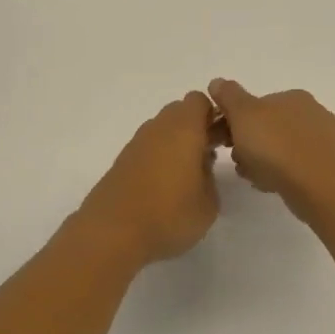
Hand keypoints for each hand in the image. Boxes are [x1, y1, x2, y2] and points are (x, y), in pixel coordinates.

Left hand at [76, 92, 222, 265]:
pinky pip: (147, 149)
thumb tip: (201, 166)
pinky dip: (158, 158)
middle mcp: (157, 128)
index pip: (200, 101)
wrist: (112, 233)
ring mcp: (135, 144)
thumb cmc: (169, 215)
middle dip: (195, 127)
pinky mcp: (121, 162)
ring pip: (161, 130)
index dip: (214, 115)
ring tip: (186, 176)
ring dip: (175, 143)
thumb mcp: (208, 204)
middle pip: (179, 112)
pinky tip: (163, 187)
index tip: (223, 139)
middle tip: (207, 156)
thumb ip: (210, 177)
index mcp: (184, 129)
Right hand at [208, 79, 334, 218]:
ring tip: (250, 176)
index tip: (222, 140)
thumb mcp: (243, 114)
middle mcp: (312, 114)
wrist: (316, 186)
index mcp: (294, 96)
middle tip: (236, 159)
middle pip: (266, 128)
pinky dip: (277, 174)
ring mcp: (321, 142)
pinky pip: (292, 167)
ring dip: (259, 161)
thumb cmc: (276, 146)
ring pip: (278, 149)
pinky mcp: (324, 168)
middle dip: (247, 144)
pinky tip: (268, 185)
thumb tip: (217, 82)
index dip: (234, 121)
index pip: (256, 104)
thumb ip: (228, 95)